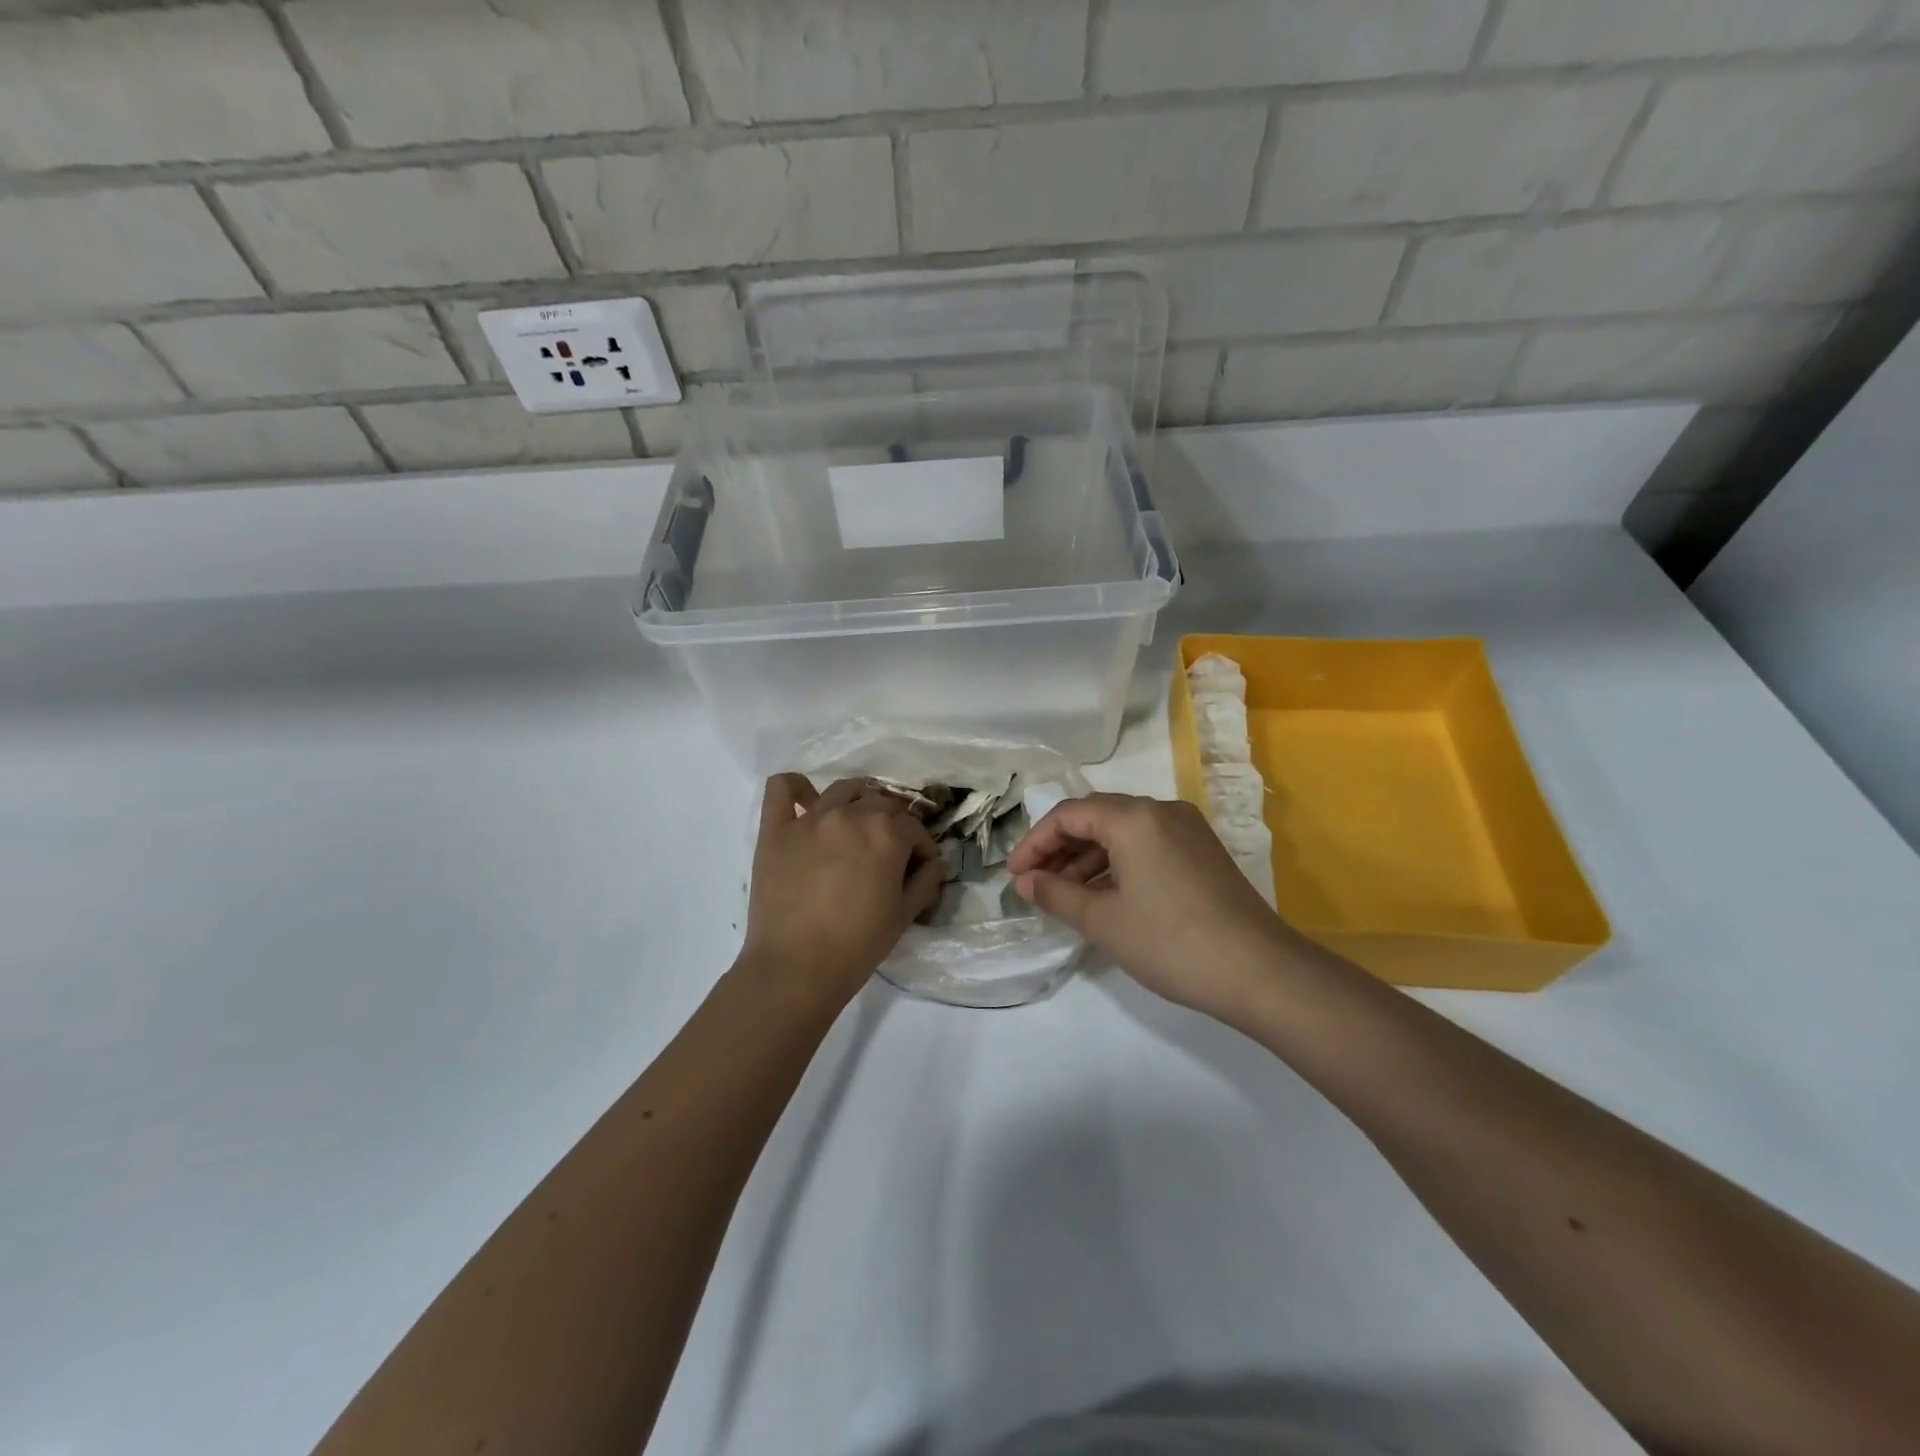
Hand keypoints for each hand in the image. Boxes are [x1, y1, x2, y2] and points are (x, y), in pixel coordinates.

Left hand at [739, 775, 945, 1011]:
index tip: (920, 866)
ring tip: (857, 823)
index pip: (914, 827)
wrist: (796, 968)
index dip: (921, 847)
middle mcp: (850, 815)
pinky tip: (805, 801)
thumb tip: (935, 863)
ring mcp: (810, 819)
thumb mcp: (904, 916)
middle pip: (881, 803)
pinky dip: (796, 787)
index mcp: (886, 834)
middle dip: (894, 824)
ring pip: (843, 789)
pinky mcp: (776, 829)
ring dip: (858, 800)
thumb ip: (925, 882)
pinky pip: (782, 789)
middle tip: (890, 851)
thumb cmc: (858, 945)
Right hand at [1008, 794, 1304, 1022]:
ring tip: (1064, 896)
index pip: (1068, 815)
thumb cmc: (1172, 943)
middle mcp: (1161, 811)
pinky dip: (1118, 864)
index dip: (1034, 843)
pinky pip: (1146, 845)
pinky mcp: (1202, 851)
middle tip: (1035, 885)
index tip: (1015, 876)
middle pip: (1095, 817)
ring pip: (1122, 832)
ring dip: (1088, 859)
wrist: (1261, 972)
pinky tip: (1105, 896)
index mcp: (1134, 817)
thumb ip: (1056, 894)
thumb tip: (1026, 882)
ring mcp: (1187, 829)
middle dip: (1060, 849)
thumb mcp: (1103, 921)